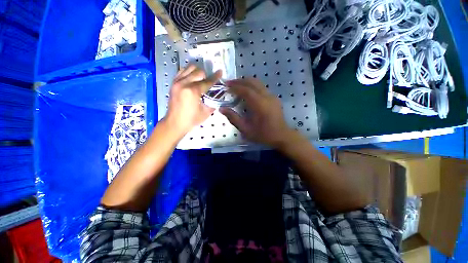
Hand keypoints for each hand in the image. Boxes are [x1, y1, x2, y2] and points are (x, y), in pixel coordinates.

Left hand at [165, 65, 221, 135]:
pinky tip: (192, 79)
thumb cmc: (191, 119)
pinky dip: (189, 73)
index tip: (220, 72)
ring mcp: (177, 82)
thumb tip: (218, 95)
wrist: (175, 123)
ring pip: (189, 68)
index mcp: (193, 91)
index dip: (215, 77)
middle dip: (206, 76)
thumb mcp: (206, 112)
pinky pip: (182, 71)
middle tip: (209, 82)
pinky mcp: (173, 83)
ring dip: (197, 72)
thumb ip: (213, 102)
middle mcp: (184, 83)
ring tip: (200, 80)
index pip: (207, 81)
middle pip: (198, 71)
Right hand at [220, 78, 294, 148]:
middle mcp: (267, 97)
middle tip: (229, 83)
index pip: (246, 90)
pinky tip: (247, 92)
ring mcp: (272, 96)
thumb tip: (221, 109)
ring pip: (258, 83)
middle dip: (240, 81)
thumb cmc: (263, 134)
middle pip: (253, 82)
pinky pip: (261, 87)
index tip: (226, 86)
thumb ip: (233, 118)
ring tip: (236, 86)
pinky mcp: (274, 98)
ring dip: (246, 82)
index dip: (235, 87)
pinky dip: (252, 86)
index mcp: (260, 105)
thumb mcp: (246, 129)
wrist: (281, 136)